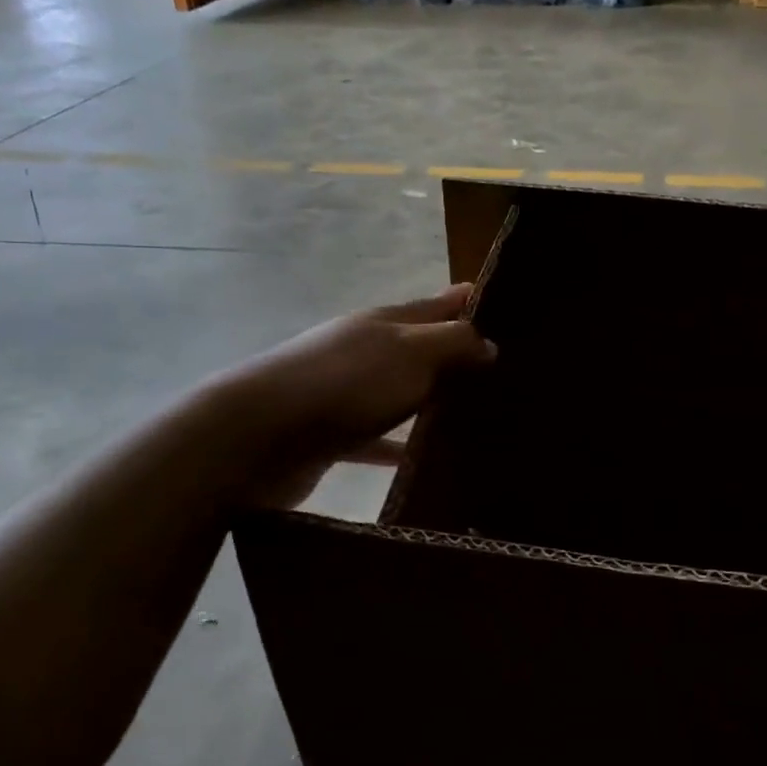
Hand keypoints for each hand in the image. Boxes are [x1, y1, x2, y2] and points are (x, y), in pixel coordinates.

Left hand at [198, 284, 494, 510]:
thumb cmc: (345, 383)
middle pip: (420, 348)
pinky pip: (378, 440)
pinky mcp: (334, 435)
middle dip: (457, 355)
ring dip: (432, 402)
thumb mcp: (410, 353)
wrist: (259, 436)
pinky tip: (426, 463)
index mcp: (385, 323)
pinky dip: (400, 448)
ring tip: (476, 418)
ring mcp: (347, 393)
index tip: (507, 308)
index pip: (437, 303)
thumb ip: (453, 344)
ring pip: (402, 393)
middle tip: (506, 373)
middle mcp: (366, 351)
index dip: (468, 302)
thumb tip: (490, 343)